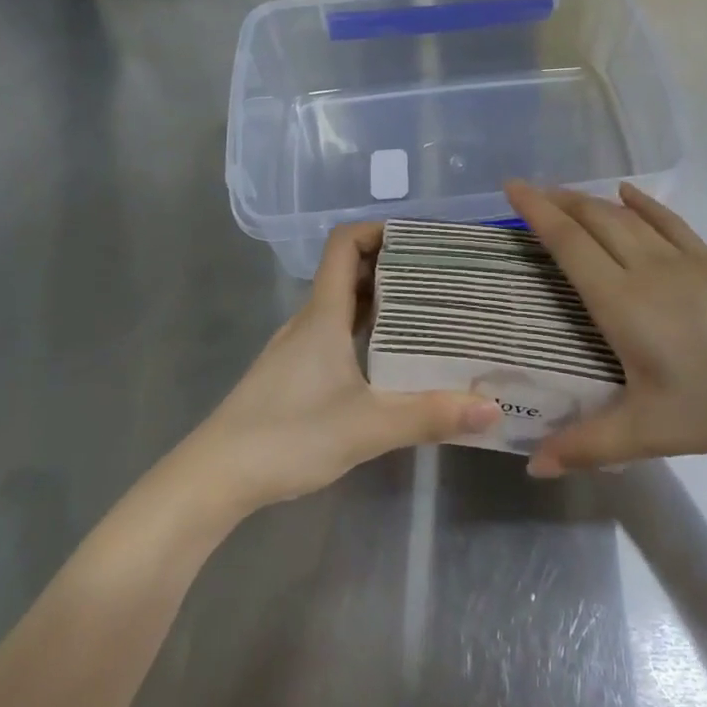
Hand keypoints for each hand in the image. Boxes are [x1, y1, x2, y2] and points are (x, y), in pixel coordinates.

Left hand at [179, 223, 500, 511]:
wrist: (214, 478)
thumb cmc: (288, 436)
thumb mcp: (367, 427)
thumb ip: (430, 416)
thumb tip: (492, 407)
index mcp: (323, 315)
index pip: (344, 244)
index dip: (378, 229)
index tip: (420, 239)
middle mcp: (309, 321)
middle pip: (349, 272)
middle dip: (393, 266)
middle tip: (441, 277)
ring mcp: (298, 348)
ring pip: (342, 306)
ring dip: (380, 301)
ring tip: (427, 313)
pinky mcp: (293, 374)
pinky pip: (335, 334)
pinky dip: (364, 332)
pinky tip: (390, 360)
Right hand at [505, 181, 706, 475]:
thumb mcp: (654, 430)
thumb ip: (591, 445)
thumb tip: (534, 466)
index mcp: (623, 301)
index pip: (569, 244)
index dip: (537, 213)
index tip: (512, 187)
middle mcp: (647, 268)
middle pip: (594, 220)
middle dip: (557, 201)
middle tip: (528, 191)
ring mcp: (683, 259)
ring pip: (627, 216)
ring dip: (591, 200)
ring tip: (567, 194)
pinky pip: (668, 222)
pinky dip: (643, 204)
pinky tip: (631, 194)